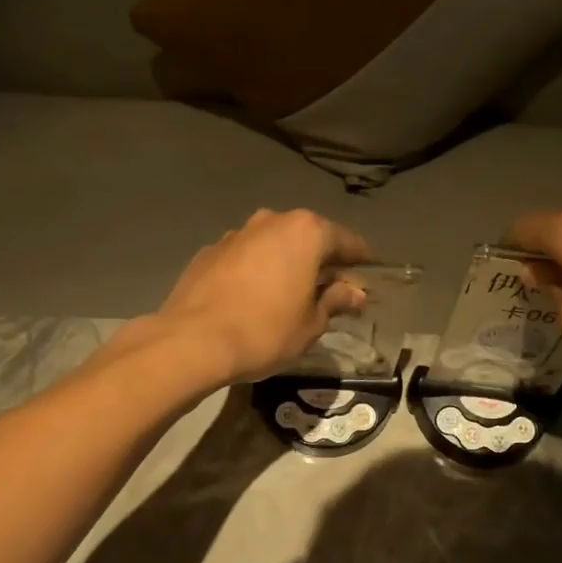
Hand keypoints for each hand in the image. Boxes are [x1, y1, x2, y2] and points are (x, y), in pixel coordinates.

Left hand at [154, 209, 371, 382]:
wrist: (192, 341)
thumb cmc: (265, 332)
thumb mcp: (311, 324)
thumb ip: (335, 301)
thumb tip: (354, 293)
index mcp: (305, 232)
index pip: (346, 241)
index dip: (361, 262)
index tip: (368, 280)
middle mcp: (271, 221)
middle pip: (308, 238)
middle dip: (322, 262)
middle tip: (331, 291)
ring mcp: (236, 234)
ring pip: (273, 245)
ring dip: (286, 264)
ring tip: (290, 295)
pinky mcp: (209, 252)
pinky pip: (245, 258)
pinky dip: (256, 272)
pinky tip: (254, 299)